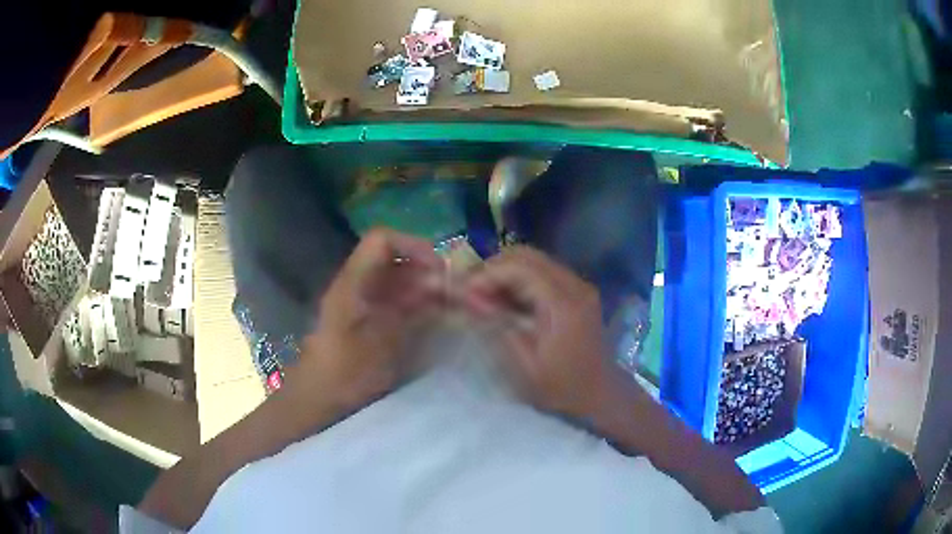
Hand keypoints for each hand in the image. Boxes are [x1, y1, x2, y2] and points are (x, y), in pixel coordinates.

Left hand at [289, 228, 444, 411]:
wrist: (321, 398)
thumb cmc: (345, 370)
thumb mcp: (380, 342)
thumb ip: (412, 312)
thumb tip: (441, 287)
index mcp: (354, 281)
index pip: (382, 241)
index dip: (413, 245)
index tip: (441, 268)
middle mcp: (362, 285)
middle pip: (399, 262)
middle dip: (432, 272)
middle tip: (462, 292)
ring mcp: (369, 304)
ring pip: (405, 283)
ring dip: (432, 289)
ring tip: (462, 305)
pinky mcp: (375, 322)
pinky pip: (404, 303)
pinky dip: (425, 305)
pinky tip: (445, 317)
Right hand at [461, 246, 613, 419]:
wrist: (602, 396)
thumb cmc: (562, 388)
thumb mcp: (524, 365)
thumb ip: (498, 325)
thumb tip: (469, 298)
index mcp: (563, 305)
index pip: (519, 268)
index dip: (487, 274)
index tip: (464, 291)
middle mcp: (574, 286)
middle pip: (527, 256)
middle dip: (494, 268)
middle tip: (471, 291)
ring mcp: (579, 286)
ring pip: (535, 260)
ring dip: (506, 272)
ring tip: (484, 296)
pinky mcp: (578, 292)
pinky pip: (543, 272)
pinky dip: (520, 279)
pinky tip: (506, 300)